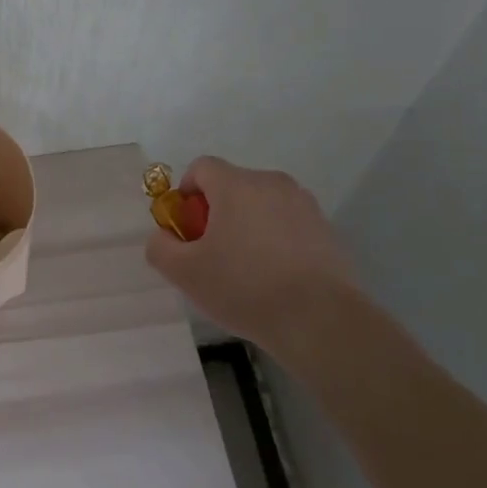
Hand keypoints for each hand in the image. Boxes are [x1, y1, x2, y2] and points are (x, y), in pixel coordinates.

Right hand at [145, 156, 363, 355]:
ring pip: (261, 205)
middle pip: (232, 186)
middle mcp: (271, 182)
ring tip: (247, 270)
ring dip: (247, 225)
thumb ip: (161, 247)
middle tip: (213, 254)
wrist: (319, 319)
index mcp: (236, 184)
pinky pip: (287, 223)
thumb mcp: (185, 273)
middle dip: (217, 213)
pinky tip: (276, 277)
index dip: (186, 194)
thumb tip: (164, 236)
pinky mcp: (325, 228)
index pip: (201, 168)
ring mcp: (303, 204)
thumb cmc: (245, 287)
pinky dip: (275, 240)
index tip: (188, 230)